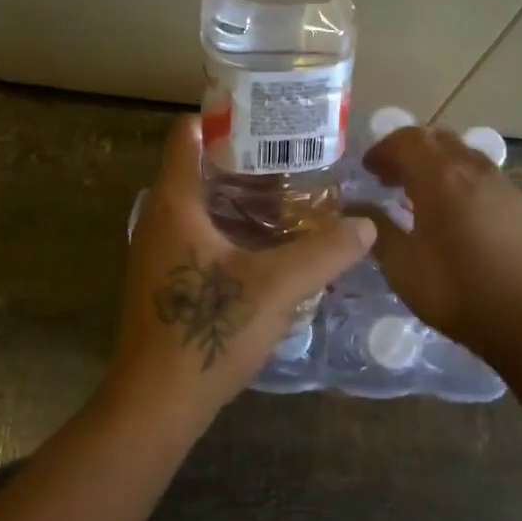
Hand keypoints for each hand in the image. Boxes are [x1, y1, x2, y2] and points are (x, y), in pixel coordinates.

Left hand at [103, 116, 375, 439]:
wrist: (156, 403)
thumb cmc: (207, 330)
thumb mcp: (276, 287)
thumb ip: (325, 252)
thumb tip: (366, 227)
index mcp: (175, 204)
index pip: (187, 135)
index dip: (223, 118)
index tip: (264, 117)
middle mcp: (159, 220)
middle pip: (198, 170)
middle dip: (244, 161)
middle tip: (294, 159)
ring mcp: (157, 254)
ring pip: (200, 207)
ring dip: (240, 199)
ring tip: (290, 198)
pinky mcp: (164, 282)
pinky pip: (198, 237)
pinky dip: (231, 230)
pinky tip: (268, 248)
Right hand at [360, 126, 521, 353]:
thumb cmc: (459, 292)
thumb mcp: (403, 267)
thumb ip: (376, 230)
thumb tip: (354, 207)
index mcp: (441, 177)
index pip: (407, 140)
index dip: (383, 149)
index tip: (368, 170)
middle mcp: (474, 170)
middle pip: (438, 140)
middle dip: (409, 153)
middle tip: (391, 180)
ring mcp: (505, 187)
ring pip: (465, 157)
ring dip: (438, 166)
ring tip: (423, 198)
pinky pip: (486, 179)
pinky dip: (463, 184)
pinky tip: (459, 220)